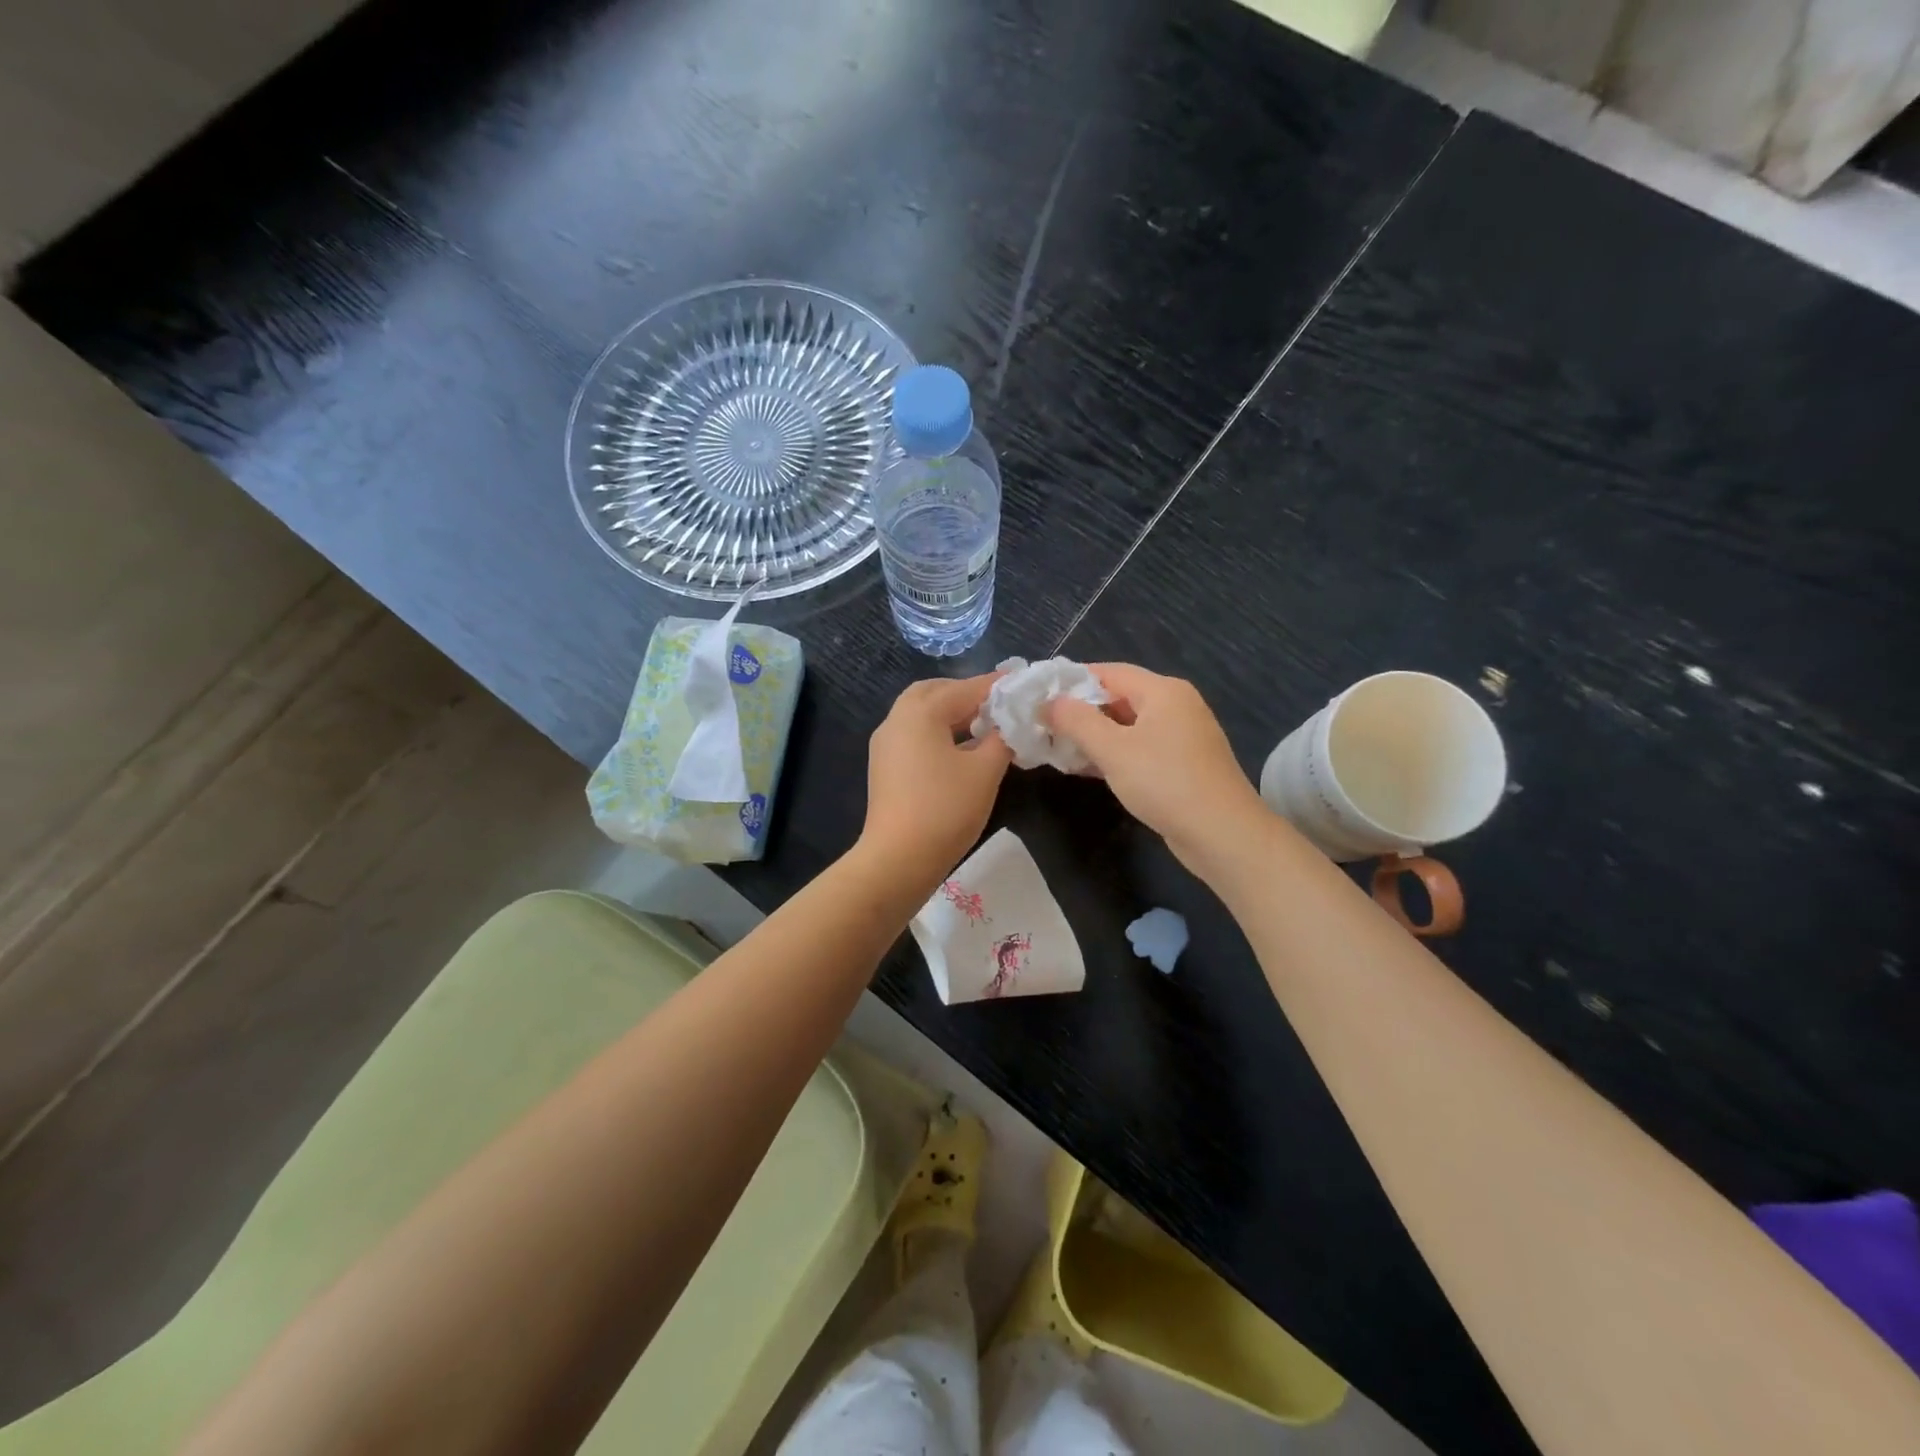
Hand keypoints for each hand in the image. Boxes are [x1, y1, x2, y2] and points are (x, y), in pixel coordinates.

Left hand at [861, 675, 1013, 886]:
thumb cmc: (945, 809)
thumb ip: (1002, 739)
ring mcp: (886, 744)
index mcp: (921, 712)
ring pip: (921, 714)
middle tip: (998, 705)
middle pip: (935, 692)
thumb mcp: (985, 771)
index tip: (1023, 682)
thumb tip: (1010, 724)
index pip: (966, 688)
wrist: (898, 859)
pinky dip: (938, 732)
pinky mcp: (885, 767)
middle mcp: (897, 719)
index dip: (997, 685)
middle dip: (967, 694)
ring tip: (985, 727)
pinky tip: (962, 750)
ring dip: (952, 714)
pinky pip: (914, 735)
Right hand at [1045, 663, 1269, 873]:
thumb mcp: (1112, 749)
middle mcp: (1176, 706)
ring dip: (1094, 736)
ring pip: (1128, 726)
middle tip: (1043, 726)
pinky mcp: (1182, 764)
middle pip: (1119, 697)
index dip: (1072, 681)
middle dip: (1081, 711)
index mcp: (1163, 691)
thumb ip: (1076, 721)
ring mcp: (1182, 736)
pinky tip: (1087, 768)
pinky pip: (1140, 748)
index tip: (1039, 697)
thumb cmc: (1165, 782)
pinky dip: (1114, 754)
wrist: (1222, 834)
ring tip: (1057, 748)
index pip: (1109, 672)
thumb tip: (1048, 701)